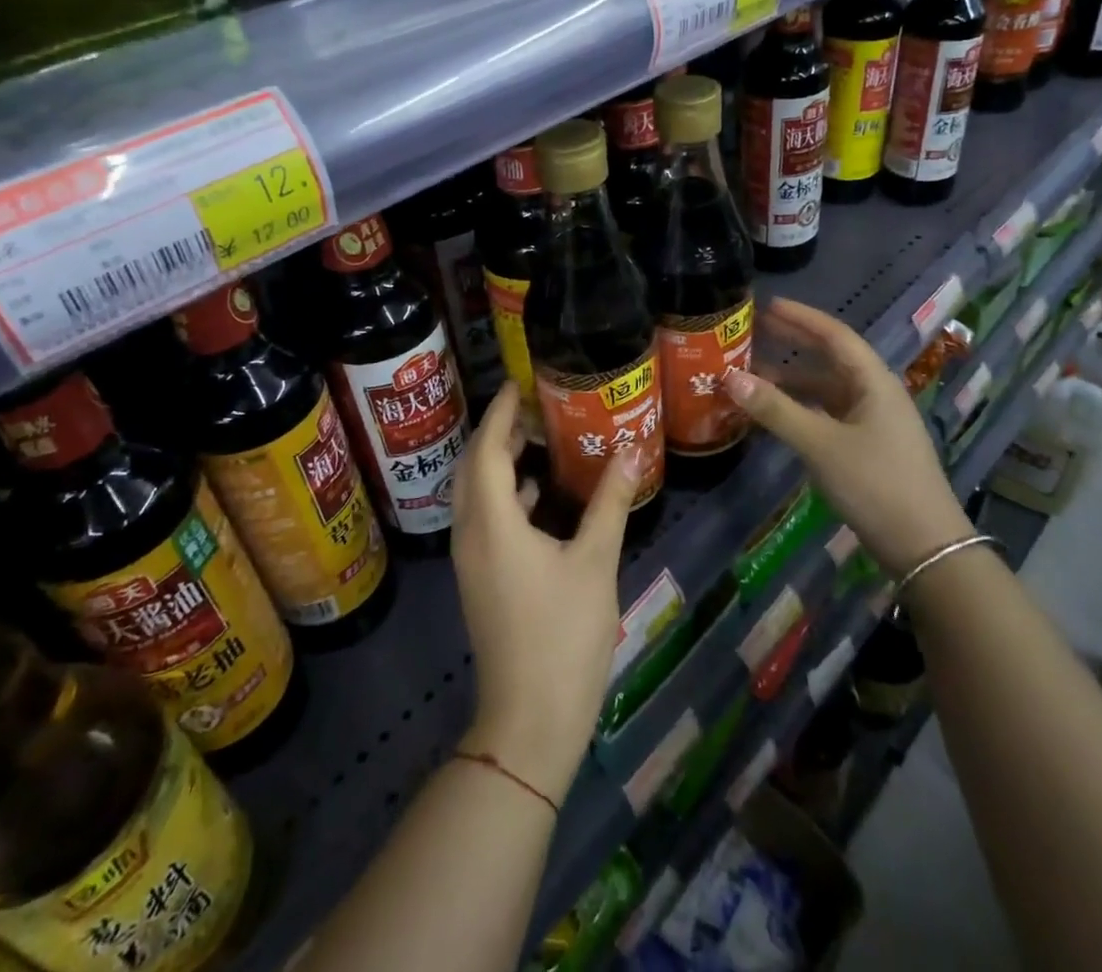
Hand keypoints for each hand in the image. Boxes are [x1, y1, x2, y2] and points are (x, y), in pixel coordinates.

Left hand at [450, 382, 639, 805]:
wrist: (530, 719)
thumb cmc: (564, 634)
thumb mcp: (595, 562)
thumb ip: (611, 502)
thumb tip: (631, 451)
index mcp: (492, 522)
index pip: (486, 450)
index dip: (500, 413)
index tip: (519, 383)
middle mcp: (470, 534)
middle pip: (473, 467)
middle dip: (496, 433)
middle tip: (532, 408)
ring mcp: (470, 560)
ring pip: (474, 494)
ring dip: (498, 463)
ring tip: (537, 441)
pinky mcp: (479, 579)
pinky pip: (483, 519)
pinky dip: (504, 496)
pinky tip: (539, 497)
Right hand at [725, 297, 972, 577]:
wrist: (925, 547)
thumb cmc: (875, 484)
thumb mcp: (820, 444)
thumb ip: (775, 410)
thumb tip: (729, 377)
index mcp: (874, 382)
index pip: (835, 335)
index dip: (801, 318)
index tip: (767, 305)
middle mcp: (876, 394)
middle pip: (831, 358)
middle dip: (795, 343)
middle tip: (756, 330)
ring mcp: (873, 422)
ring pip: (827, 390)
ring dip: (793, 381)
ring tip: (753, 374)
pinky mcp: (868, 448)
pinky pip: (828, 414)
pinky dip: (801, 409)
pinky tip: (776, 416)